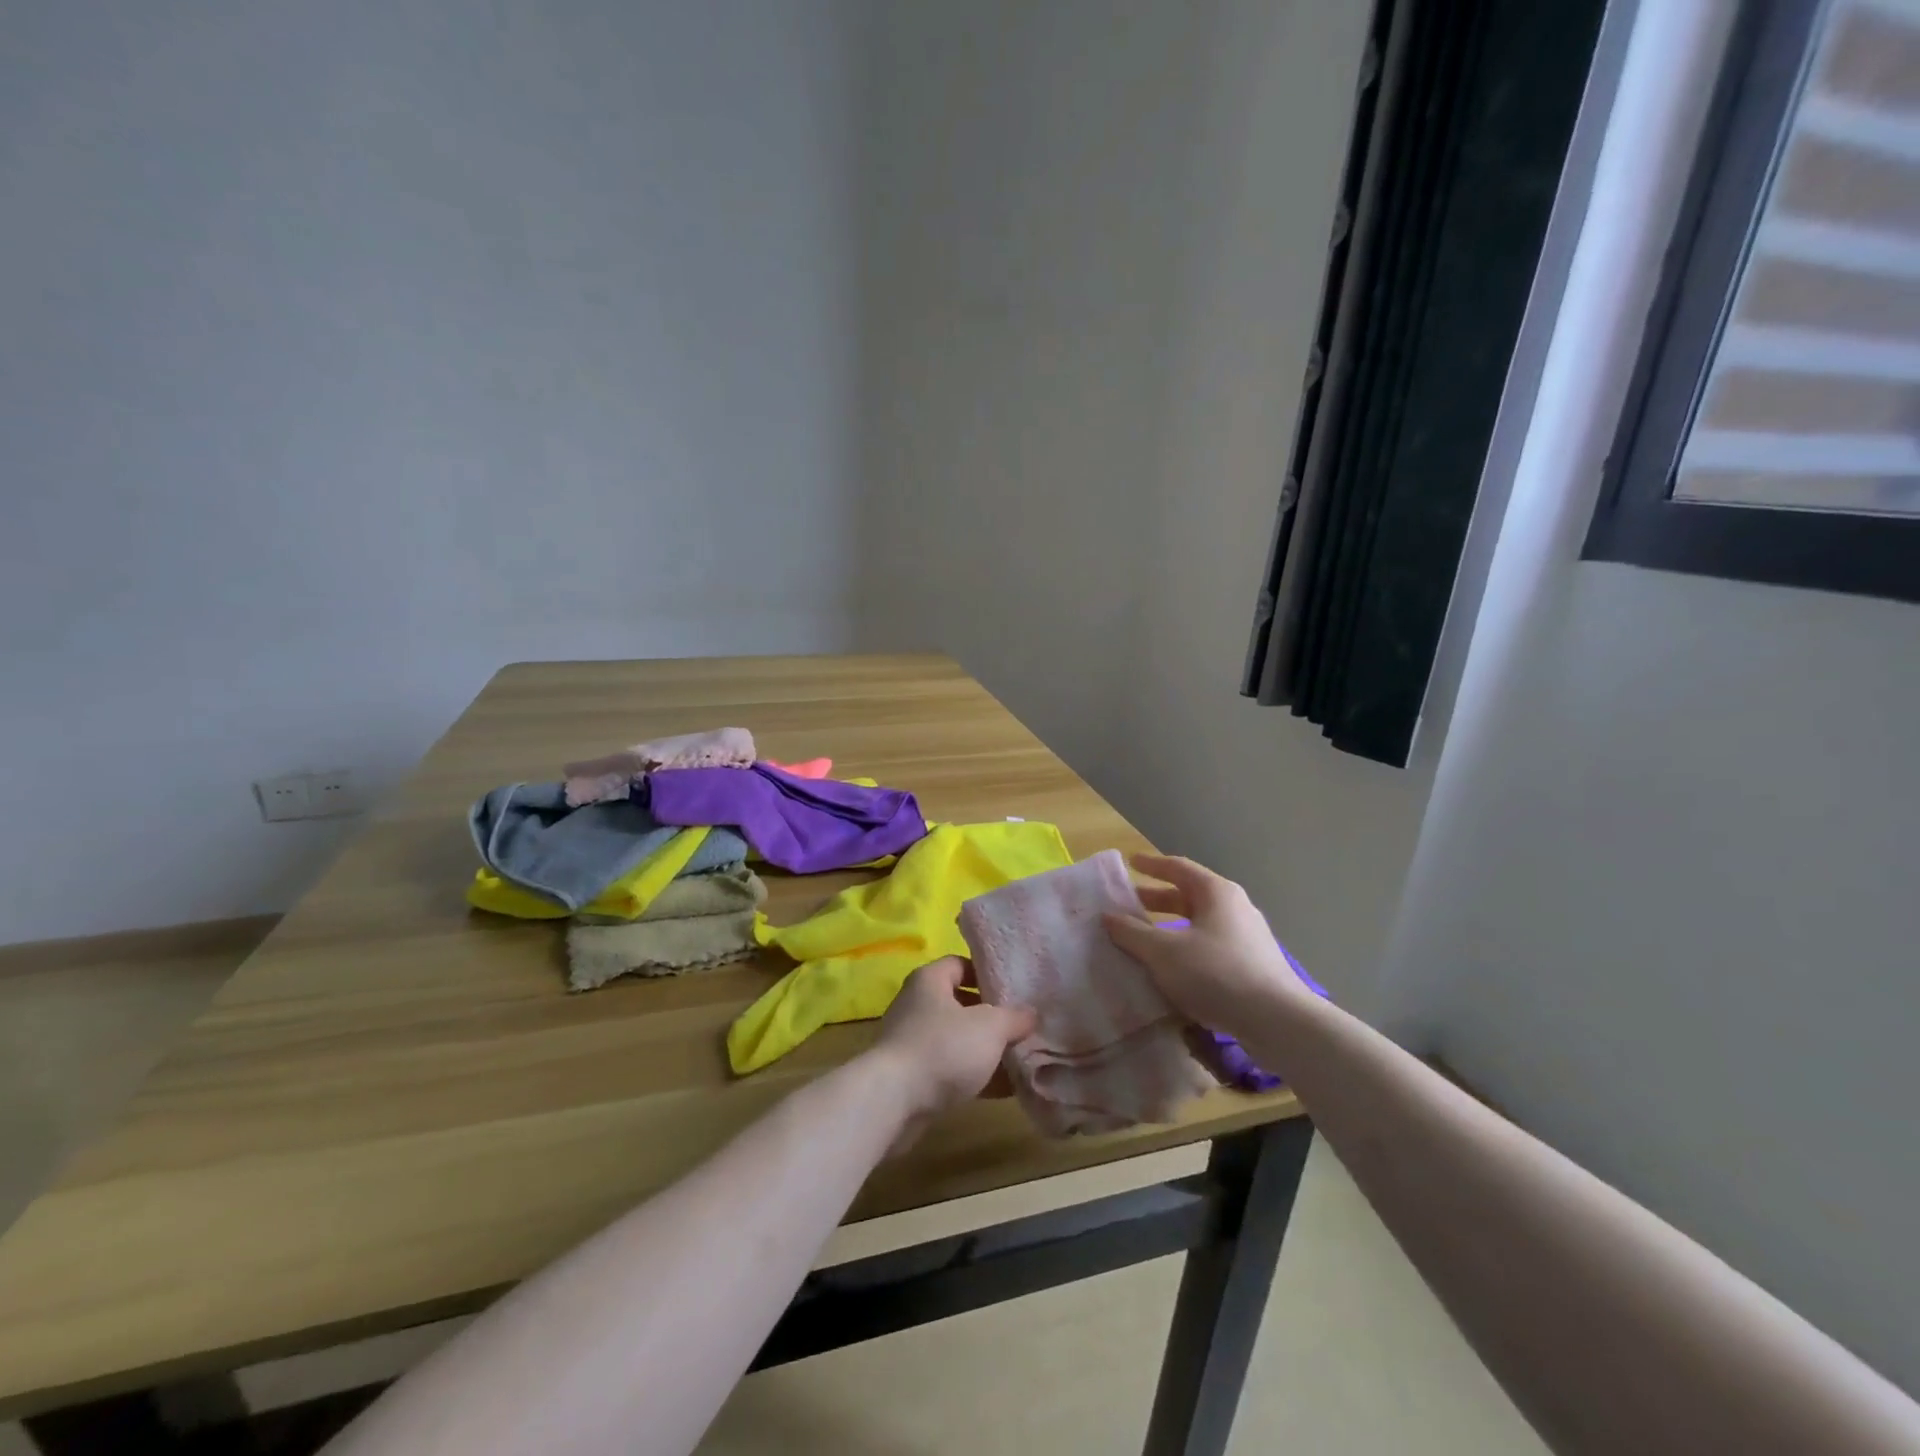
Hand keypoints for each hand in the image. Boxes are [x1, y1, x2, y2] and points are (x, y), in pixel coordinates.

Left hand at [871, 957, 1035, 1150]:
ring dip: (984, 1050)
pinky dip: (974, 1076)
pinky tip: (1003, 1090)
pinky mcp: (911, 1076)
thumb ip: (1014, 1018)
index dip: (987, 974)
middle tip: (1022, 1027)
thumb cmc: (943, 1048)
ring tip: (1019, 1061)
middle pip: (960, 1003)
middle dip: (991, 1018)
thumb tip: (1031, 1014)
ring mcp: (912, 1041)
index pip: (960, 964)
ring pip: (956, 1040)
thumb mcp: (990, 1027)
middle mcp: (917, 1005)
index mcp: (930, 980)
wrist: (893, 1100)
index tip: (1013, 990)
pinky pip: (949, 1069)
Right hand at [1104, 853, 1310, 1041]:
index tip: (1130, 862)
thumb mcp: (1163, 952)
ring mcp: (1247, 937)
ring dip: (1171, 927)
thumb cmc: (1216, 973)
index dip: (1151, 865)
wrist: (1278, 1022)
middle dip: (1158, 899)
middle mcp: (1234, 908)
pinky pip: (1210, 947)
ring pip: (1200, 924)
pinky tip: (1173, 969)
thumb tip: (1108, 916)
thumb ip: (1132, 933)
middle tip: (1129, 904)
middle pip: (1190, 896)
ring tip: (1145, 939)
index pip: (1178, 868)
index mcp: (1215, 893)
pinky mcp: (1253, 966)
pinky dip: (1187, 949)